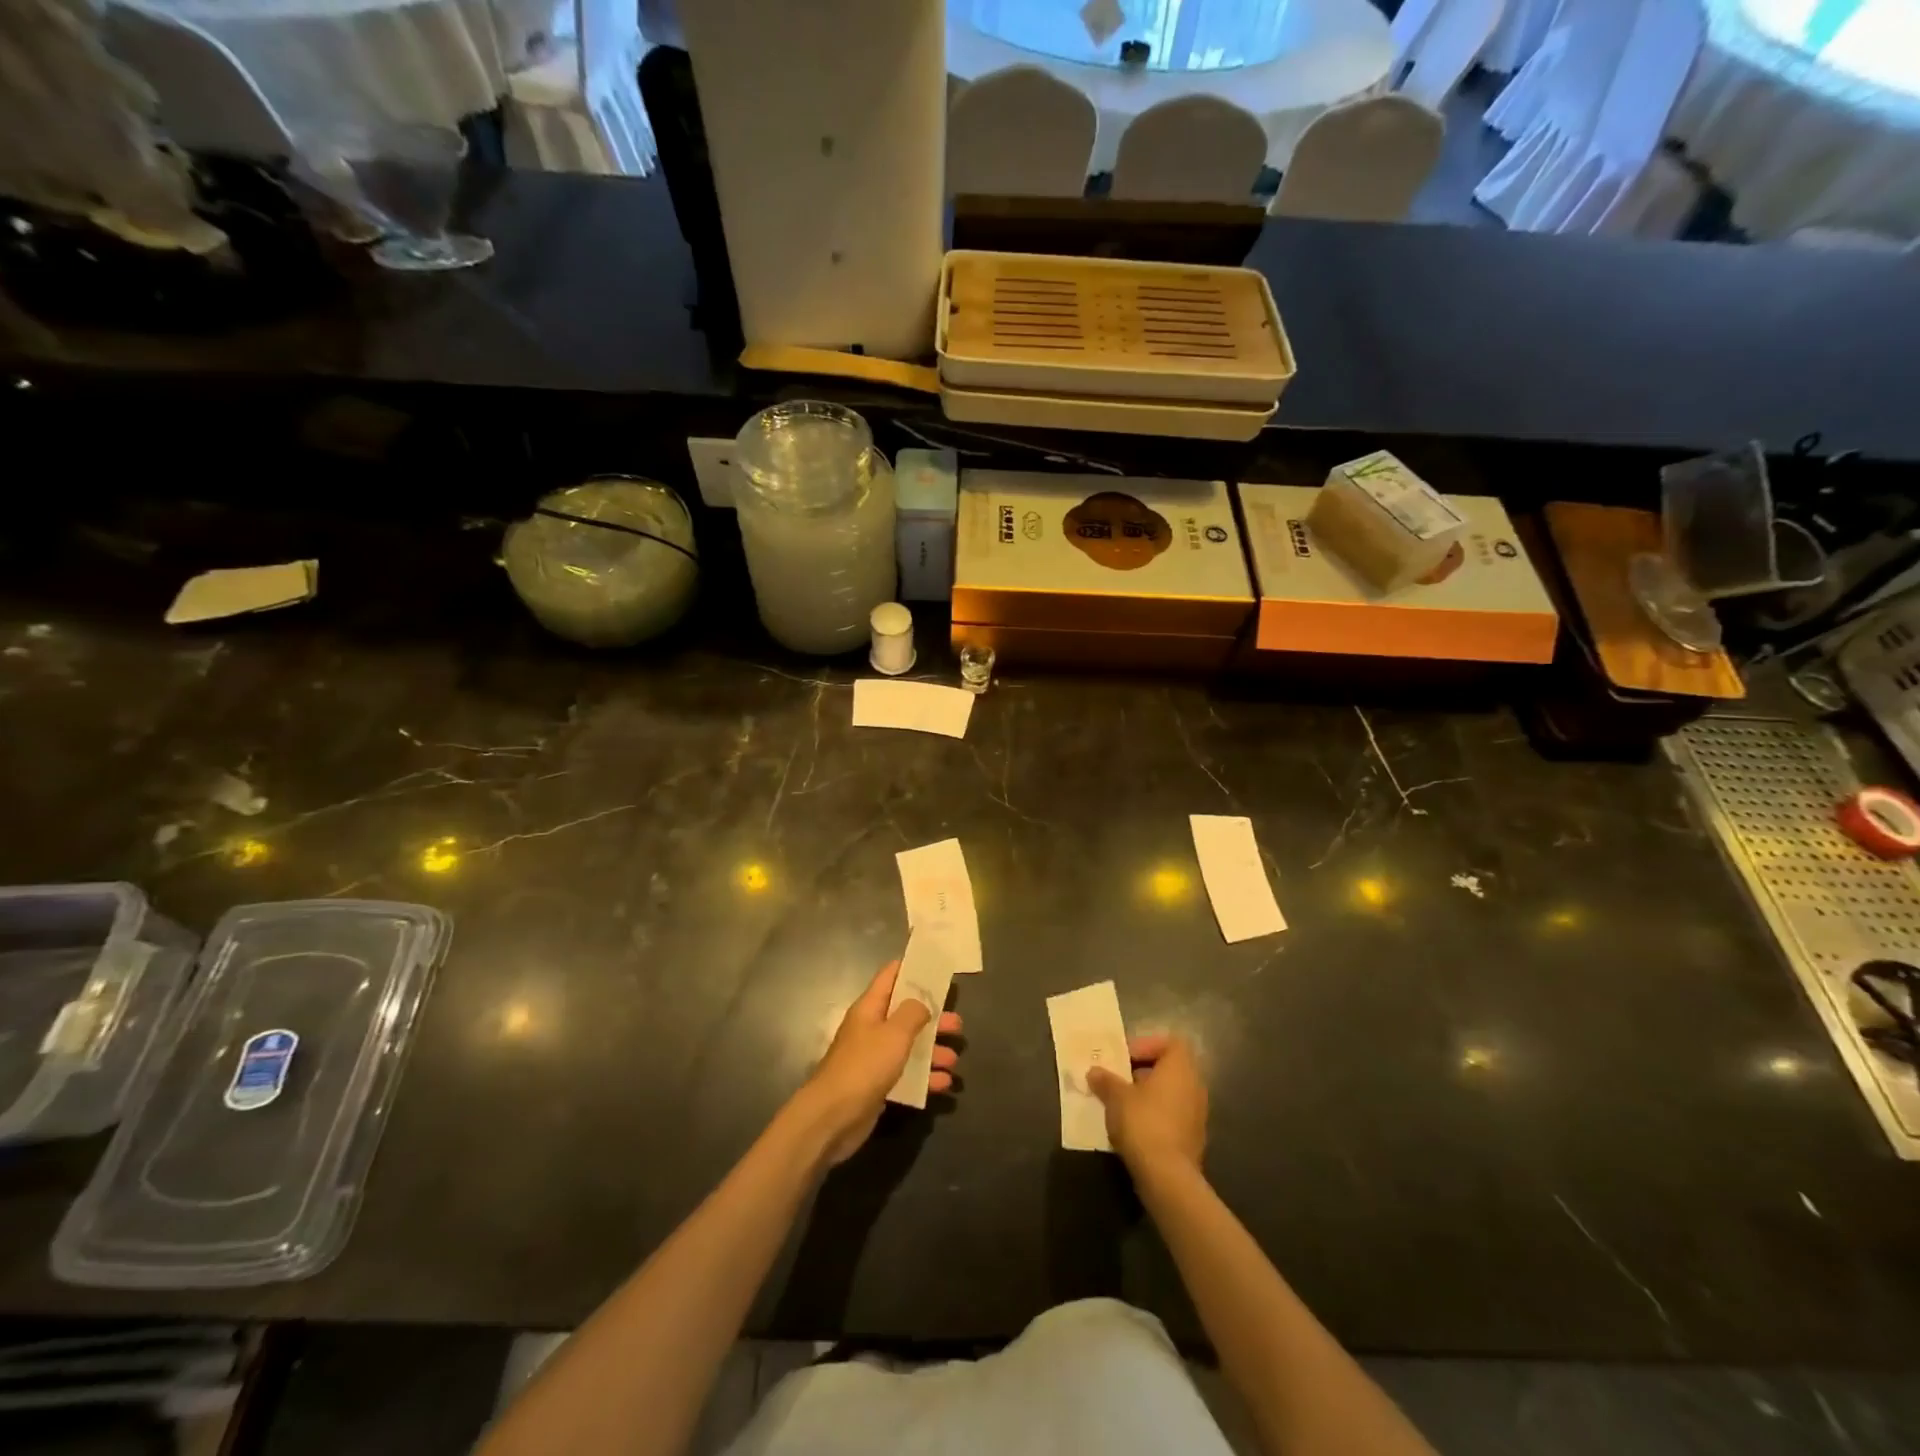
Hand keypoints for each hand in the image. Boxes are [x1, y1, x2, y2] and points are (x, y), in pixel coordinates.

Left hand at [793, 960, 962, 1165]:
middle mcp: (871, 1029)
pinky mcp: (878, 1085)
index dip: (913, 969)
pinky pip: (906, 1075)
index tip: (937, 968)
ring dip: (933, 1051)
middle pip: (906, 1014)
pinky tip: (944, 1083)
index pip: (891, 976)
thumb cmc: (865, 1066)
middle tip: (957, 1024)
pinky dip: (925, 1077)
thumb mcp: (894, 1033)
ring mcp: (874, 1058)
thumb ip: (912, 1013)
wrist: (833, 1117)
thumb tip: (922, 1004)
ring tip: (954, 1059)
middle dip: (933, 1018)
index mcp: (870, 1008)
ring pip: (909, 1047)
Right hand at [1087, 1034, 1206, 1177]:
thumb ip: (1105, 1080)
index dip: (1146, 1045)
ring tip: (1122, 1106)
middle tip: (1119, 1080)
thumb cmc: (1143, 1122)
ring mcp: (1197, 1114)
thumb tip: (1094, 1072)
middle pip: (1169, 1068)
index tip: (1125, 1059)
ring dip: (1148, 1096)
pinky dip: (1155, 1117)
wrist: (1167, 1176)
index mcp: (1180, 1068)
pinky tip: (1134, 1129)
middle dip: (1143, 1072)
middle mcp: (1195, 1086)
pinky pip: (1173, 1116)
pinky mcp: (1193, 1138)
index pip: (1170, 1043)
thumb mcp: (1116, 1097)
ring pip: (1170, 1094)